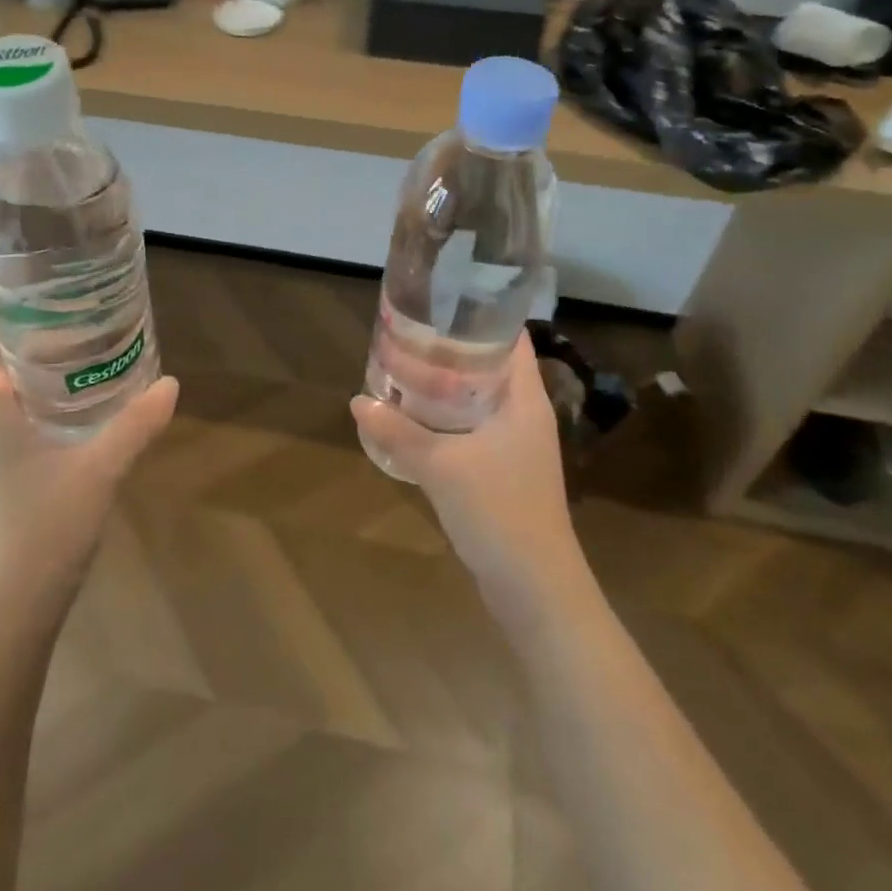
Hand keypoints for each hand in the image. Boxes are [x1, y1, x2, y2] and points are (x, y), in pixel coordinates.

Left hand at [0, 319, 178, 624]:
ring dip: (41, 380)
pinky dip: (40, 413)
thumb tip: (172, 383)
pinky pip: (10, 430)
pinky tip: (80, 422)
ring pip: (5, 401)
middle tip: (89, 324)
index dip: (13, 311)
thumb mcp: (99, 472)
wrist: (0, 624)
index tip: (57, 296)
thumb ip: (136, 425)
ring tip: (90, 363)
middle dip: (39, 343)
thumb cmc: (39, 534)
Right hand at [351, 330, 581, 598]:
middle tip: (409, 336)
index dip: (481, 316)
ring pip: (478, 401)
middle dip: (451, 352)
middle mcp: (525, 415)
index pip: (511, 339)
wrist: (534, 587)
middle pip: (490, 368)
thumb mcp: (441, 466)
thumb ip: (398, 432)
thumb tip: (357, 402)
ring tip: (404, 371)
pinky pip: (472, 431)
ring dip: (446, 389)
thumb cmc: (499, 511)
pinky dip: (447, 420)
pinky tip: (414, 422)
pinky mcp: (503, 472)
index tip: (441, 303)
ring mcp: (516, 446)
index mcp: (524, 400)